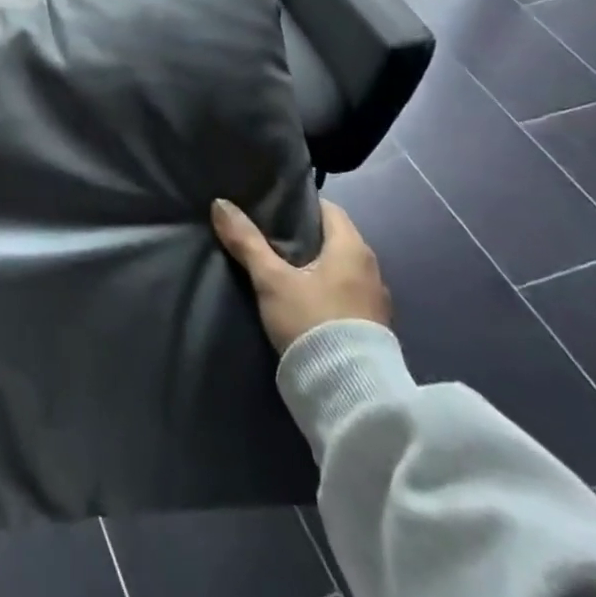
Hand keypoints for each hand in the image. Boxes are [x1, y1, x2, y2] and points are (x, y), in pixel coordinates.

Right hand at [211, 198, 389, 352]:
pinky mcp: (372, 327)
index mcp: (352, 247)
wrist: (350, 394)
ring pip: (338, 267)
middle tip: (265, 233)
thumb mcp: (271, 280)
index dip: (298, 204)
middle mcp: (371, 268)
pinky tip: (300, 296)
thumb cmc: (312, 322)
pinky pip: (344, 291)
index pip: (327, 208)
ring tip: (278, 265)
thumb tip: (220, 203)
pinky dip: (323, 286)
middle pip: (332, 237)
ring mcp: (375, 300)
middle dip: (301, 234)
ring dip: (313, 263)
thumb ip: (246, 241)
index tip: (269, 206)